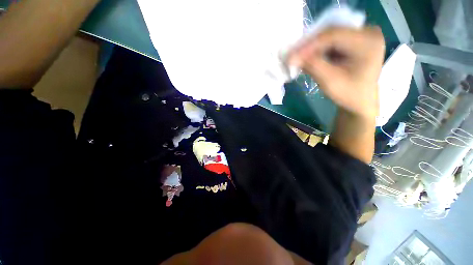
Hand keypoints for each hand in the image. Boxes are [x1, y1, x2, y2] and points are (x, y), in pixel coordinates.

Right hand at [288, 26, 384, 118]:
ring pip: (329, 36)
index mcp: (369, 42)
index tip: (291, 56)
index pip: (334, 35)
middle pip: (331, 33)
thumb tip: (292, 57)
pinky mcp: (354, 40)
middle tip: (292, 56)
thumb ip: (313, 66)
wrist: (360, 100)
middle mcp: (367, 32)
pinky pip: (331, 41)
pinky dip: (318, 50)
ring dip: (312, 48)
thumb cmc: (349, 94)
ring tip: (298, 58)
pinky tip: (308, 58)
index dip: (310, 45)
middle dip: (309, 46)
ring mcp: (361, 35)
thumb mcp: (330, 81)